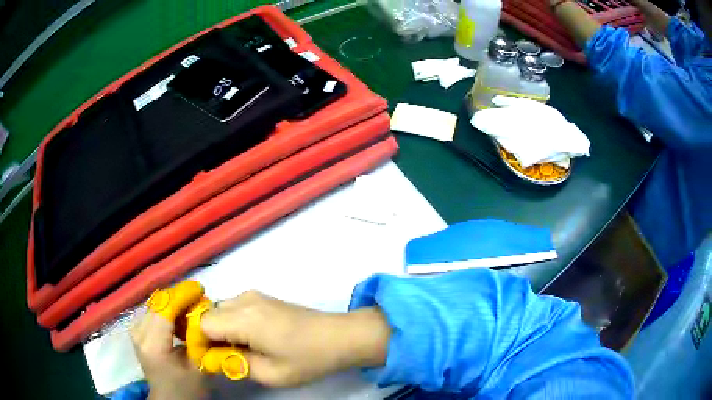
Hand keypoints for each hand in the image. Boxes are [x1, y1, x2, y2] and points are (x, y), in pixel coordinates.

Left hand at [131, 283, 207, 399]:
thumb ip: (198, 340)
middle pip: (158, 303)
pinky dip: (167, 310)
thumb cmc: (186, 388)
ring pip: (155, 305)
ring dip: (173, 303)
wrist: (169, 399)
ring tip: (191, 309)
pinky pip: (152, 312)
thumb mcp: (197, 367)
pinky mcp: (137, 331)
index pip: (164, 308)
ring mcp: (135, 330)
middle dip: (179, 297)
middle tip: (200, 300)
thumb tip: (204, 315)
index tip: (200, 289)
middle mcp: (138, 332)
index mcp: (152, 344)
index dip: (182, 295)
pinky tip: (179, 319)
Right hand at [200, 290, 391, 386]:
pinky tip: (250, 339)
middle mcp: (245, 300)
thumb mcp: (270, 373)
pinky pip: (235, 307)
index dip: (200, 342)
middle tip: (225, 357)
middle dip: (209, 336)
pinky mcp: (264, 298)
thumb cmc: (308, 359)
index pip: (202, 323)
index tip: (209, 360)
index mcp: (244, 318)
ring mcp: (255, 296)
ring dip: (221, 329)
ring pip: (221, 309)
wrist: (340, 336)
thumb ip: (236, 364)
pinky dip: (233, 322)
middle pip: (209, 314)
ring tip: (239, 350)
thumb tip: (216, 357)